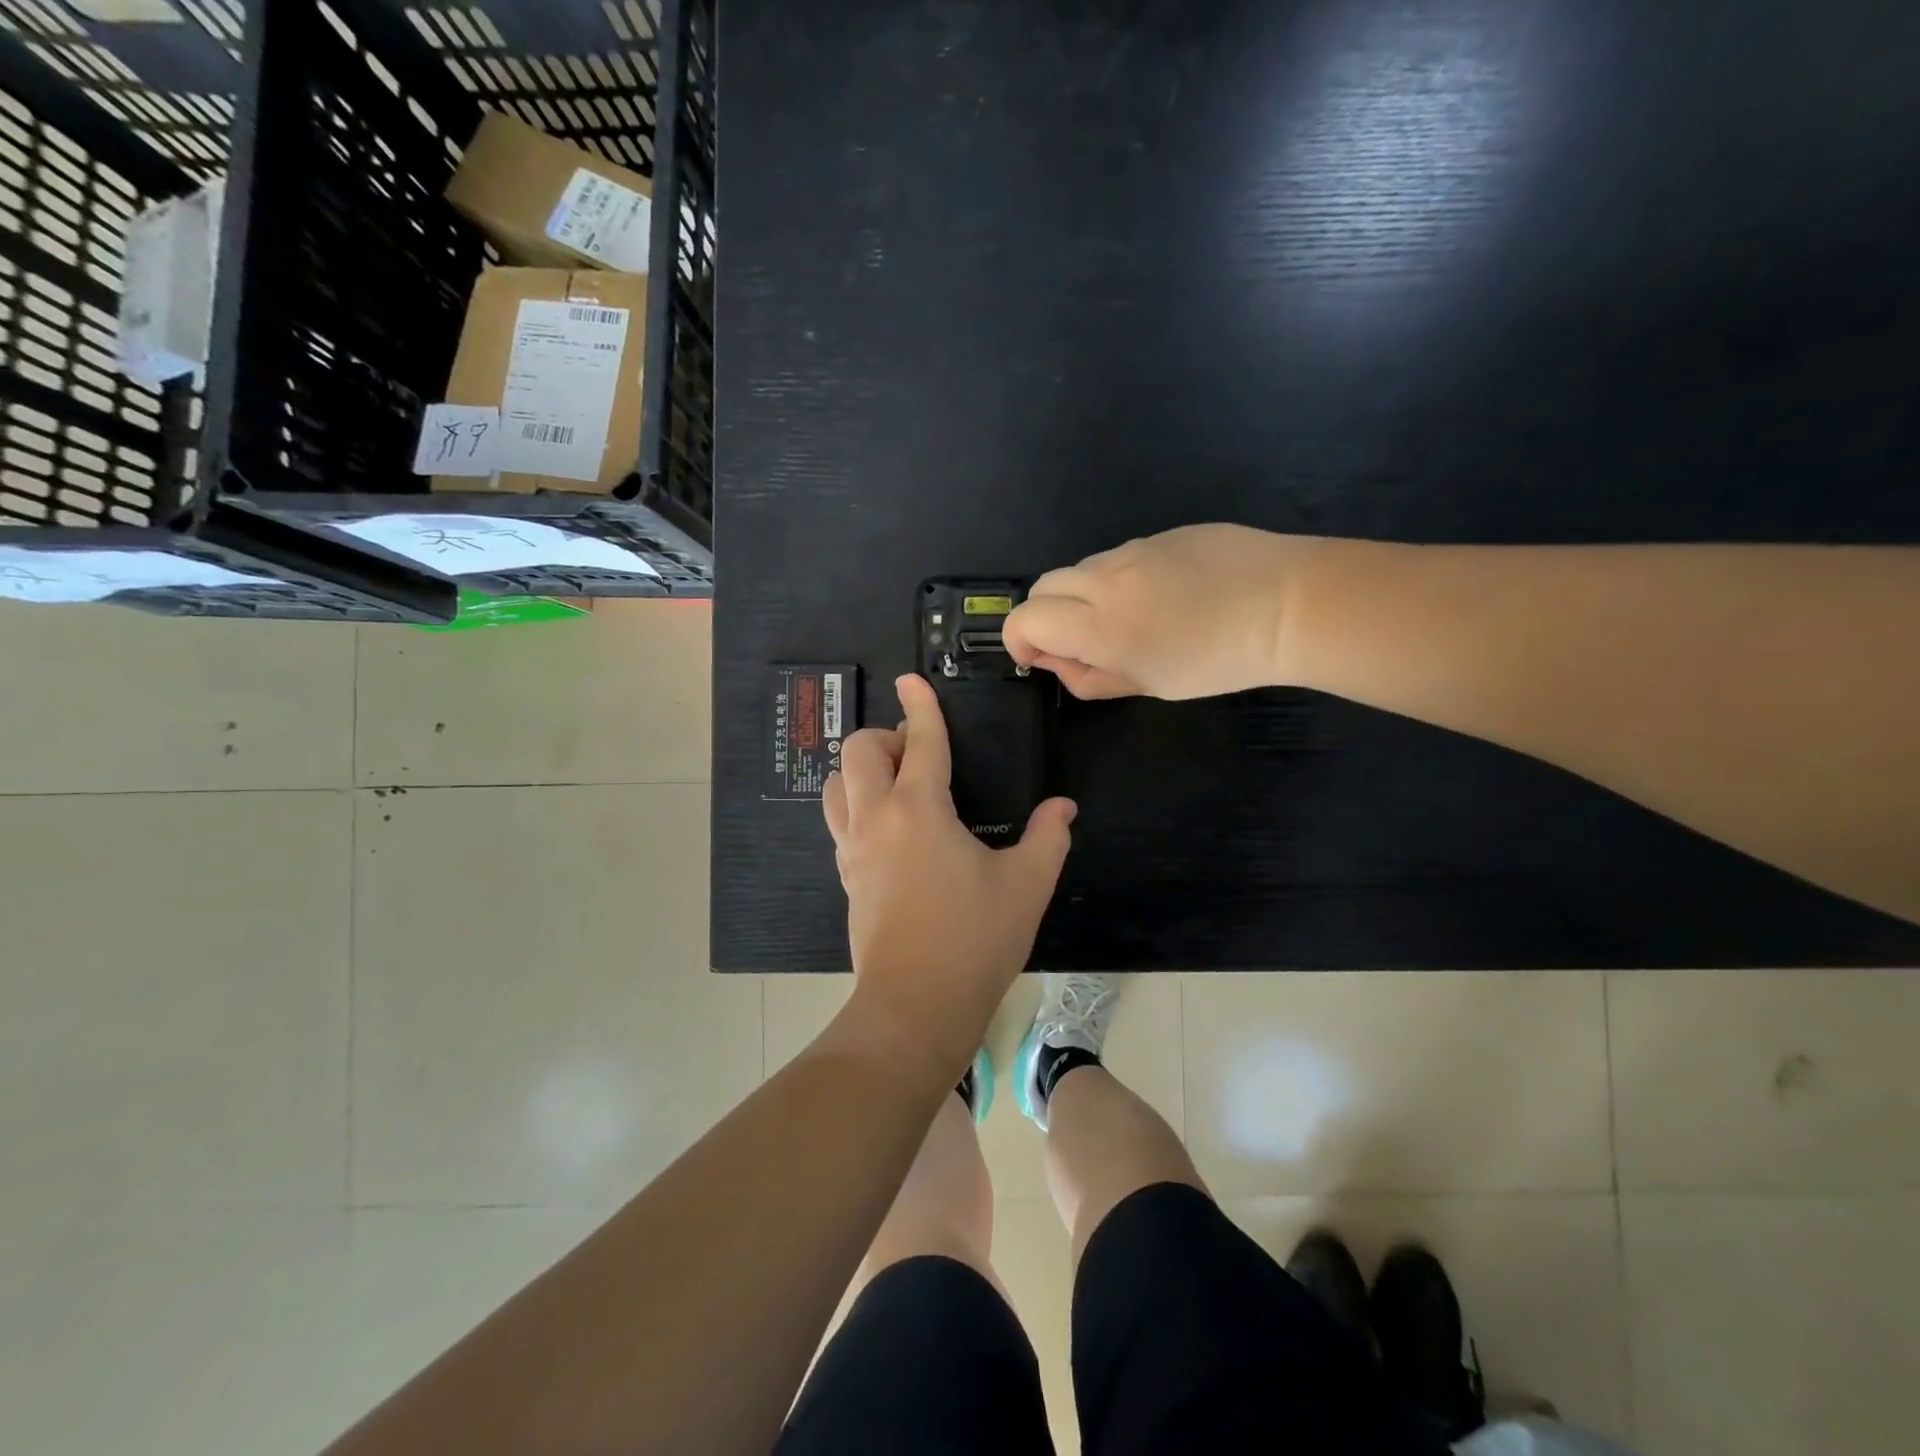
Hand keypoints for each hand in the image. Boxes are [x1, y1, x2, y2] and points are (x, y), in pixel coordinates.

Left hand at [823, 675, 1076, 1072]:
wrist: (914, 1006)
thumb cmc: (974, 941)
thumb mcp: (1026, 886)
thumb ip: (1047, 838)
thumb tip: (1063, 807)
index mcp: (919, 810)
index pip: (921, 741)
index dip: (921, 706)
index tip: (914, 680)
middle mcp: (876, 819)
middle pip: (858, 752)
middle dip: (886, 736)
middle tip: (921, 755)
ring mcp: (853, 849)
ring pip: (837, 784)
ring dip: (862, 770)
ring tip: (899, 785)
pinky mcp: (846, 876)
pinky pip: (839, 820)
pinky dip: (857, 803)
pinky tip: (890, 827)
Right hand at [1004, 524, 1318, 699]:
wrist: (1289, 604)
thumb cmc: (1219, 661)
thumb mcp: (1150, 685)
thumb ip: (1091, 678)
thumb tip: (1057, 663)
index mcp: (1099, 625)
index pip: (1024, 619)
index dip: (1020, 642)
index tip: (1042, 659)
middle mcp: (1104, 579)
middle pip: (1042, 588)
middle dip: (1046, 617)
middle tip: (1081, 644)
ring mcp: (1132, 550)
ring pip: (1079, 570)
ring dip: (1081, 597)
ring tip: (1128, 620)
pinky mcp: (1160, 534)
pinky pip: (1118, 557)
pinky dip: (1116, 580)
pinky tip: (1162, 596)